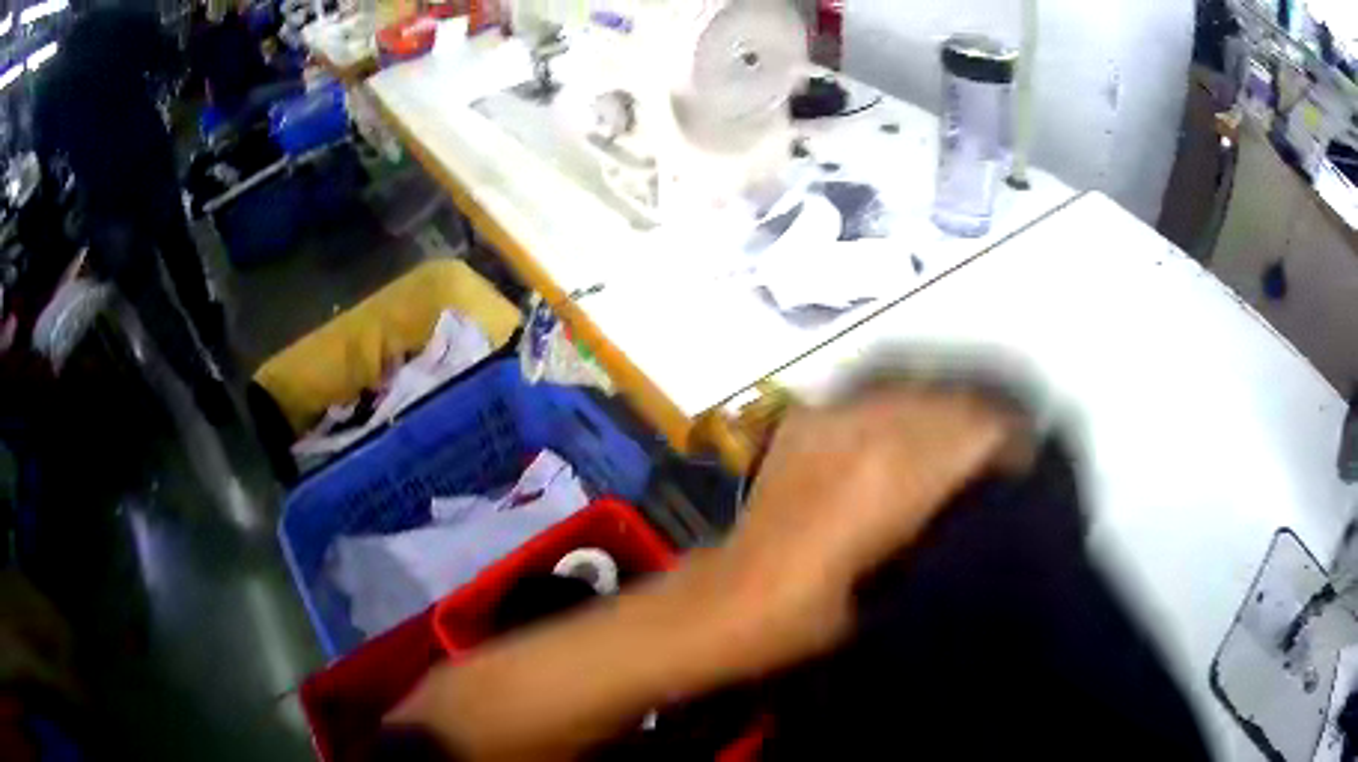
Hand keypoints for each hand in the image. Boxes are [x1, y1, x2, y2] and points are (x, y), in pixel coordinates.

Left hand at [721, 386, 1026, 662]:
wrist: (739, 598)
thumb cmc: (827, 611)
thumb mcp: (905, 579)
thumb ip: (949, 519)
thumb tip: (985, 487)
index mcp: (902, 476)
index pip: (981, 429)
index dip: (1013, 437)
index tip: (1028, 454)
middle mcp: (871, 431)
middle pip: (951, 401)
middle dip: (984, 418)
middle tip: (1000, 444)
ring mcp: (832, 418)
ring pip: (912, 391)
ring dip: (942, 409)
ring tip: (956, 434)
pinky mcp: (805, 419)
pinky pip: (868, 397)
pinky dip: (896, 409)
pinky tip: (901, 431)